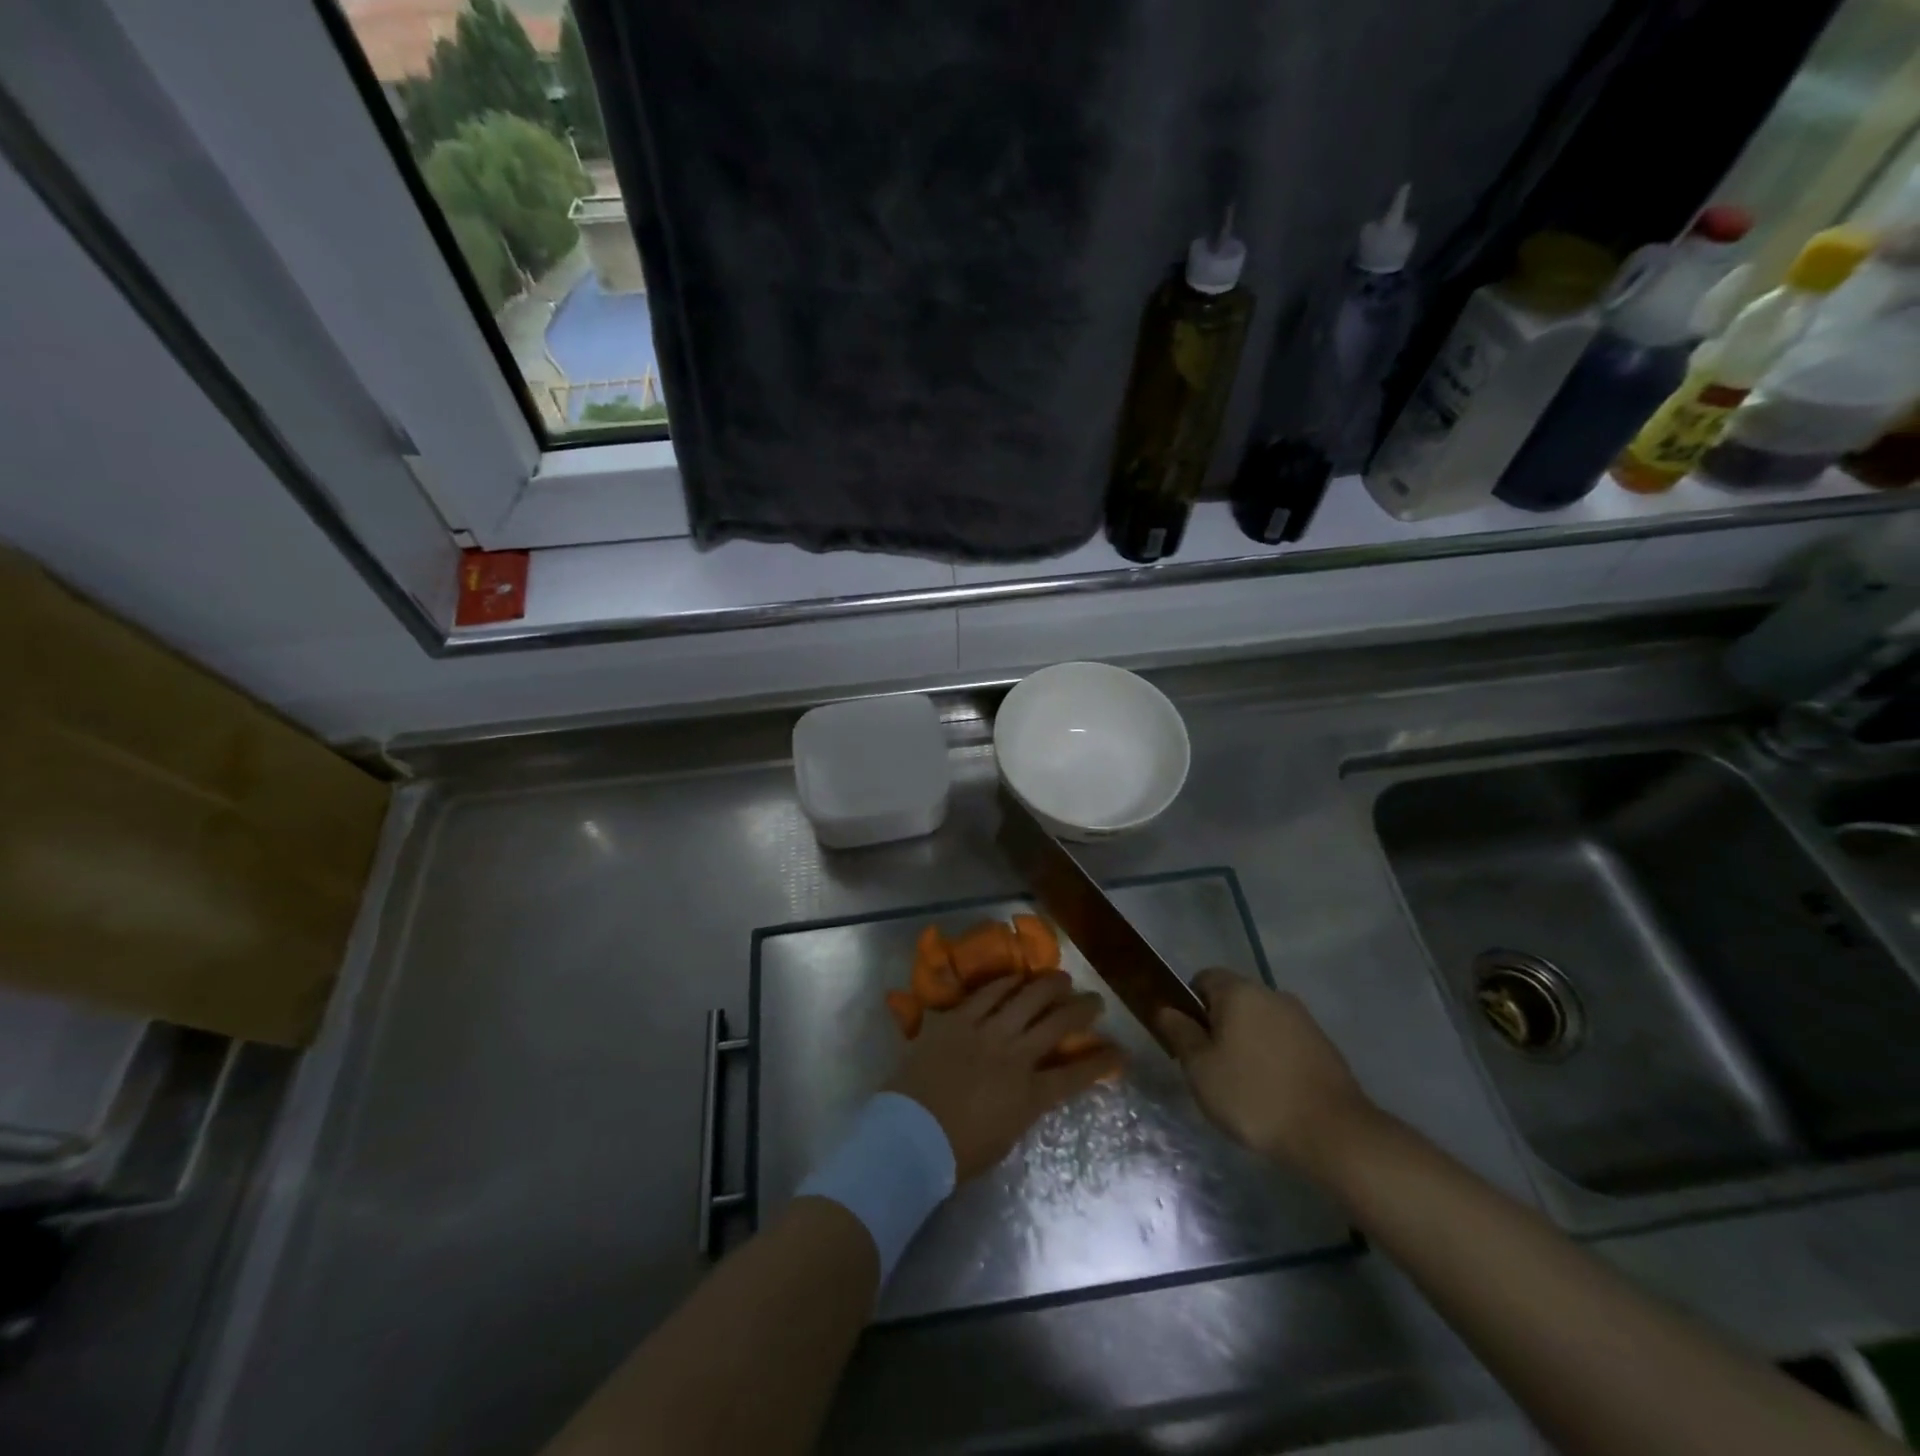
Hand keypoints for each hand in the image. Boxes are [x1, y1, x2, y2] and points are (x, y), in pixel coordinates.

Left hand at [888, 973, 1123, 1180]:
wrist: (910, 1136)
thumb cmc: (956, 1152)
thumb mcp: (1005, 1137)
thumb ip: (1023, 1107)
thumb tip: (1031, 1087)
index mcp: (1030, 1096)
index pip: (1076, 1075)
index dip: (1102, 1062)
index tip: (1120, 1052)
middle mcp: (1015, 1057)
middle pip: (1057, 1025)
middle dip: (1081, 1010)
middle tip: (1094, 1000)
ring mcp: (985, 1033)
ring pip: (1026, 999)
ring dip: (1048, 986)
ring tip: (1062, 978)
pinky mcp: (958, 1020)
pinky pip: (987, 994)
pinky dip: (1005, 984)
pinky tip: (1017, 978)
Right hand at [1157, 969, 1375, 1182]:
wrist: (1333, 1134)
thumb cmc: (1254, 1095)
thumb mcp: (1200, 1068)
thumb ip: (1179, 1033)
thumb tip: (1166, 1009)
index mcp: (1239, 991)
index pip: (1203, 978)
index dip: (1189, 1005)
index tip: (1188, 1041)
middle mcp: (1271, 994)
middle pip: (1233, 999)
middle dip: (1218, 1026)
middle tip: (1210, 1067)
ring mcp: (1302, 1019)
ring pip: (1259, 1021)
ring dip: (1246, 1043)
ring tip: (1243, 1086)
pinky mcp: (1323, 1045)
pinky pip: (1284, 1041)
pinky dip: (1272, 1058)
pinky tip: (1273, 1093)